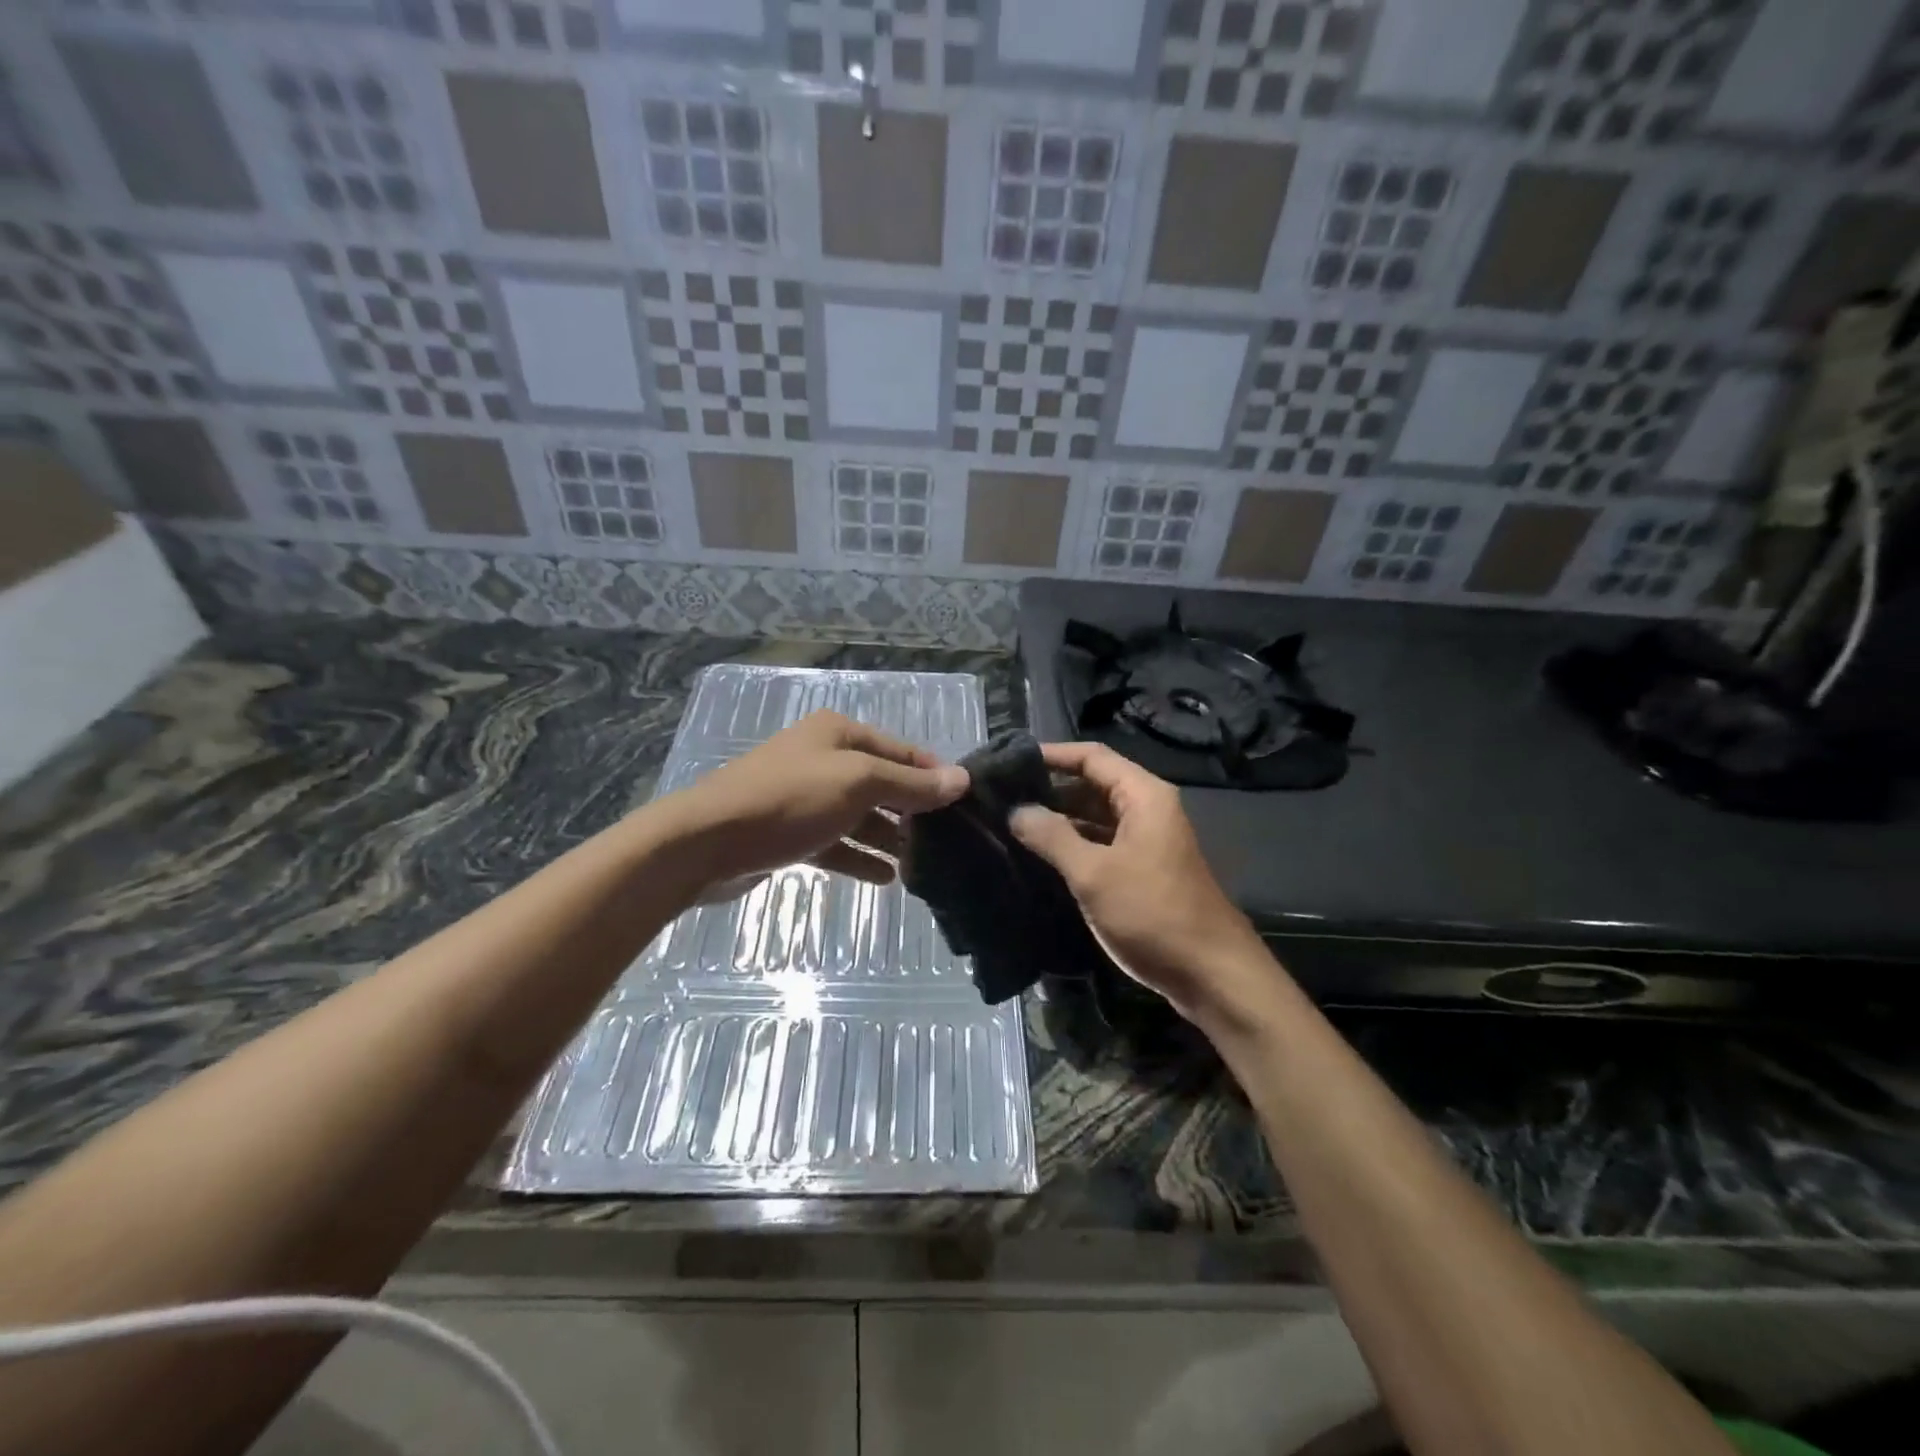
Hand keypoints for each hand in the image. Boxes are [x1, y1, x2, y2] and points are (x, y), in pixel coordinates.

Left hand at [664, 710, 968, 892]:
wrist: (706, 842)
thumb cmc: (789, 800)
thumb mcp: (859, 784)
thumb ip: (911, 785)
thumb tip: (962, 779)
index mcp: (838, 733)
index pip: (901, 749)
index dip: (933, 773)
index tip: (965, 802)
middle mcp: (823, 758)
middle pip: (881, 782)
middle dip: (911, 810)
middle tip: (947, 840)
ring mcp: (804, 796)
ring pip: (859, 816)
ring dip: (888, 838)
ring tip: (922, 865)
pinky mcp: (790, 833)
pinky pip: (836, 842)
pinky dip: (859, 857)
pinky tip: (886, 878)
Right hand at [1009, 742, 1274, 1023]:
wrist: (1211, 974)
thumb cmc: (1153, 914)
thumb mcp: (1094, 873)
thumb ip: (1052, 837)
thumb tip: (1015, 810)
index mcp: (1143, 796)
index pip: (1092, 756)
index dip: (1051, 754)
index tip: (1009, 760)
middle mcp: (1147, 809)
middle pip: (1093, 783)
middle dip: (1050, 787)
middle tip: (1002, 794)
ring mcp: (1147, 840)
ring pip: (1095, 816)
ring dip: (1059, 818)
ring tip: (1011, 820)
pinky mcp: (1143, 869)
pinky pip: (1102, 843)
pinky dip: (1073, 843)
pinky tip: (1040, 854)